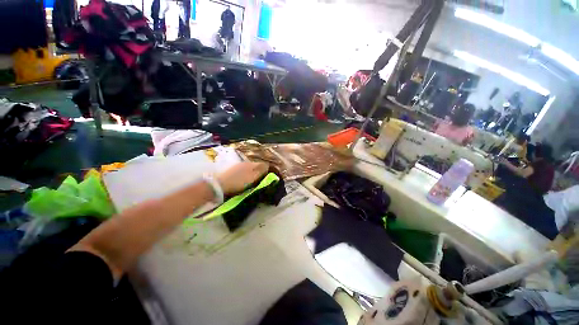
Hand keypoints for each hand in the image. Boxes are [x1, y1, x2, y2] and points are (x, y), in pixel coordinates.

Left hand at [216, 162, 268, 194]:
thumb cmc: (238, 182)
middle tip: (261, 180)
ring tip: (254, 181)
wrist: (219, 185)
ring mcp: (238, 166)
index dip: (267, 170)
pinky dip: (247, 175)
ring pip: (250, 168)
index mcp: (252, 164)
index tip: (268, 178)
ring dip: (253, 173)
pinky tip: (245, 180)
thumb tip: (268, 166)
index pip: (263, 164)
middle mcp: (246, 163)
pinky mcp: (233, 171)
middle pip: (257, 166)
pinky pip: (244, 171)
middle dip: (260, 172)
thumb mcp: (252, 177)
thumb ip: (261, 171)